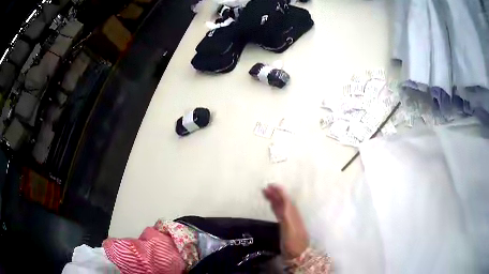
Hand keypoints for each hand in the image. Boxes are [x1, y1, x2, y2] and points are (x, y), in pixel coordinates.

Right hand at [263, 184, 308, 259]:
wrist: (299, 254)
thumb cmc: (293, 243)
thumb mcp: (290, 229)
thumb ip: (287, 215)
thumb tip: (284, 201)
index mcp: (292, 215)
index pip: (286, 200)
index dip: (279, 192)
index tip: (271, 185)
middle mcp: (292, 215)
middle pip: (284, 202)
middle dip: (276, 194)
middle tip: (265, 188)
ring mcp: (289, 221)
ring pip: (282, 207)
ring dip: (275, 199)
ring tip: (266, 194)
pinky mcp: (286, 227)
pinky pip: (280, 213)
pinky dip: (275, 207)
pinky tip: (272, 207)